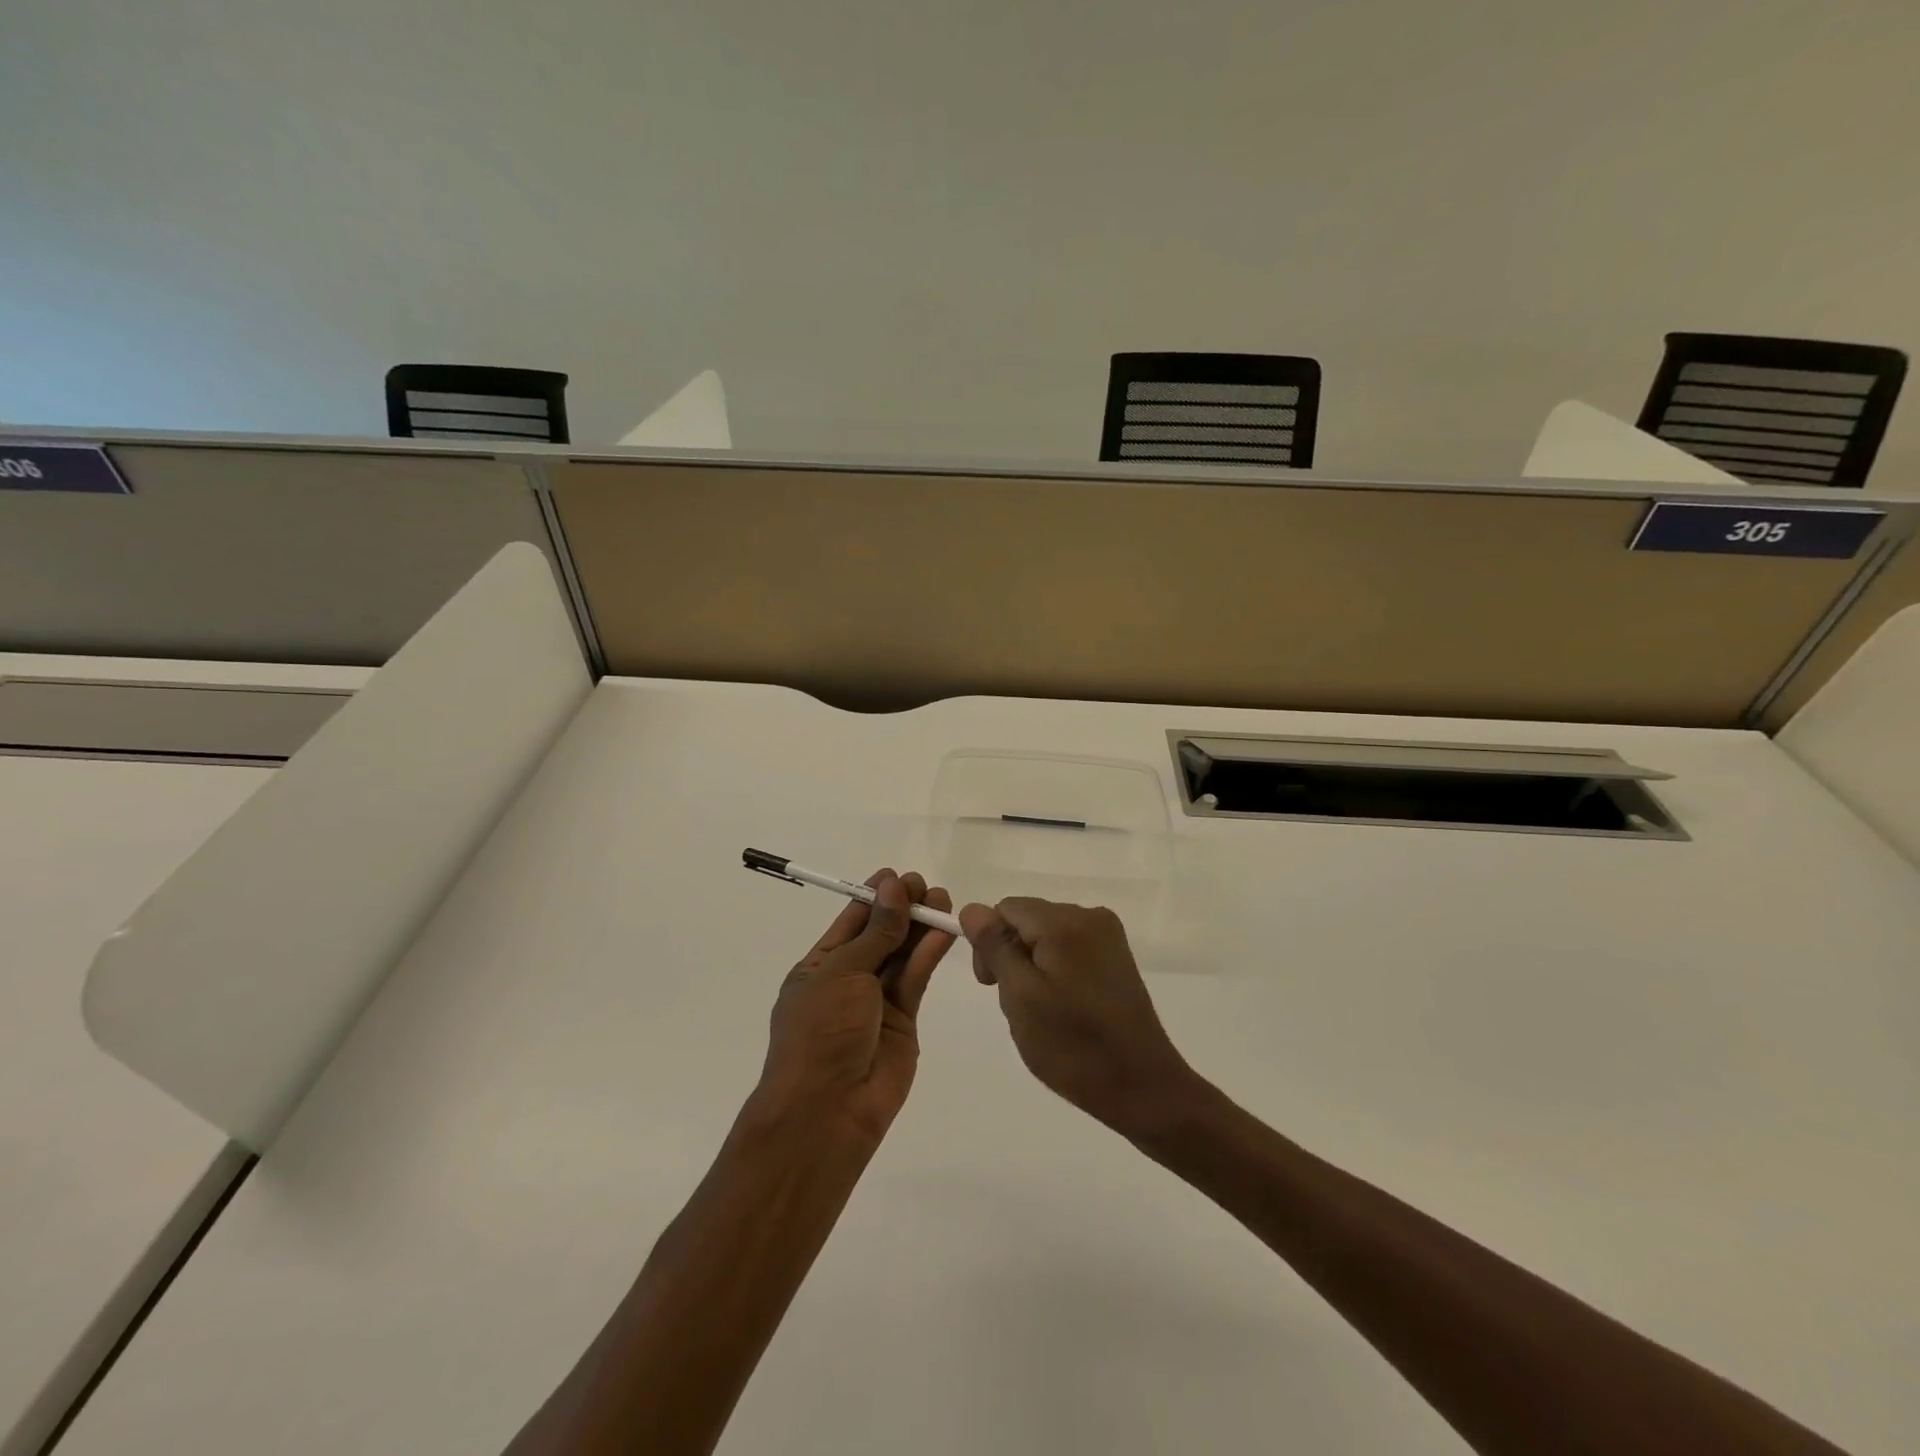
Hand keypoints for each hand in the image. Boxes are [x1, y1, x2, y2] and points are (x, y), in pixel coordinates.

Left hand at [752, 870, 955, 1147]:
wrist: (827, 1110)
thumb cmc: (820, 1031)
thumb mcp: (843, 972)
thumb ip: (876, 931)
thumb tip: (893, 886)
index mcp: (820, 966)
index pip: (851, 921)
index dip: (874, 897)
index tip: (898, 876)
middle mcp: (849, 980)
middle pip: (881, 934)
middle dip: (902, 908)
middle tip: (925, 885)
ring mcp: (877, 1002)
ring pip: (902, 955)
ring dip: (920, 927)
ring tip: (942, 899)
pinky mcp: (904, 1021)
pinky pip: (916, 979)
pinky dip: (928, 954)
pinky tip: (943, 931)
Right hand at [959, 898, 1201, 1141]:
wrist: (1142, 1087)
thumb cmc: (1073, 1044)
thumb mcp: (1020, 996)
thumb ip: (995, 947)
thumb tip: (973, 908)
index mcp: (1065, 921)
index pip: (1007, 908)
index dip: (989, 942)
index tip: (991, 985)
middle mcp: (1090, 916)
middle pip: (1028, 920)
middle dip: (1012, 956)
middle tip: (1018, 1006)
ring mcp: (1108, 937)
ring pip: (1047, 937)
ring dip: (1033, 968)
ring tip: (1043, 1013)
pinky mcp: (1117, 959)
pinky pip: (1070, 950)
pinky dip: (1056, 973)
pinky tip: (1064, 1009)